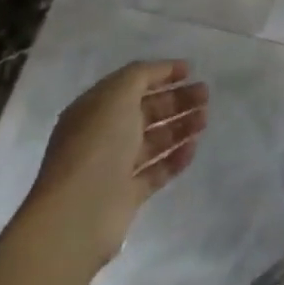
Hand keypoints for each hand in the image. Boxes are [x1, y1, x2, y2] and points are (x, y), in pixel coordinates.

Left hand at [25, 61, 208, 260]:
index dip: (161, 74)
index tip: (190, 70)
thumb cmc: (97, 145)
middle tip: (205, 94)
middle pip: (146, 111)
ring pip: (154, 140)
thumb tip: (163, 72)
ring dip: (180, 126)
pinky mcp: (127, 196)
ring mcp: (115, 167)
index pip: (132, 84)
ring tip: (205, 119)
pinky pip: (157, 171)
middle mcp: (103, 135)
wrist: (78, 214)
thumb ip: (141, 76)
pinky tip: (193, 148)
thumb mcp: (117, 95)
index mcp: (95, 109)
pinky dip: (175, 158)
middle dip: (176, 100)